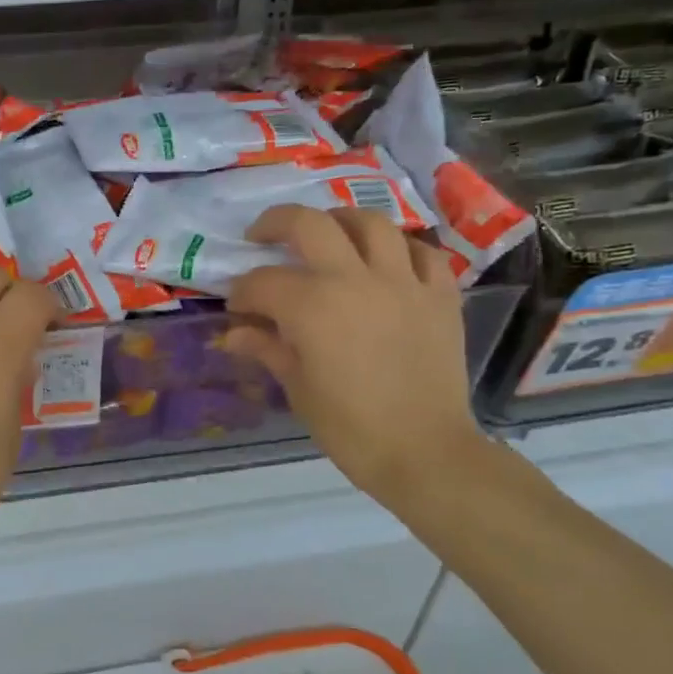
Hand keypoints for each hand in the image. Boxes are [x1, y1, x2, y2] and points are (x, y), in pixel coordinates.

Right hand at [224, 204, 484, 507]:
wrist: (423, 452)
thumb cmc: (349, 427)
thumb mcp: (297, 387)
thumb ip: (266, 348)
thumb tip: (232, 334)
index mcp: (312, 306)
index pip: (263, 282)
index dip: (242, 292)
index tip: (237, 307)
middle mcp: (355, 279)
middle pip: (309, 224)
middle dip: (276, 224)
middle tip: (263, 236)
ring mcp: (403, 282)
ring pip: (370, 223)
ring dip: (340, 221)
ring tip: (327, 234)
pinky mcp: (440, 295)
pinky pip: (422, 252)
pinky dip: (400, 249)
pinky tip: (387, 262)